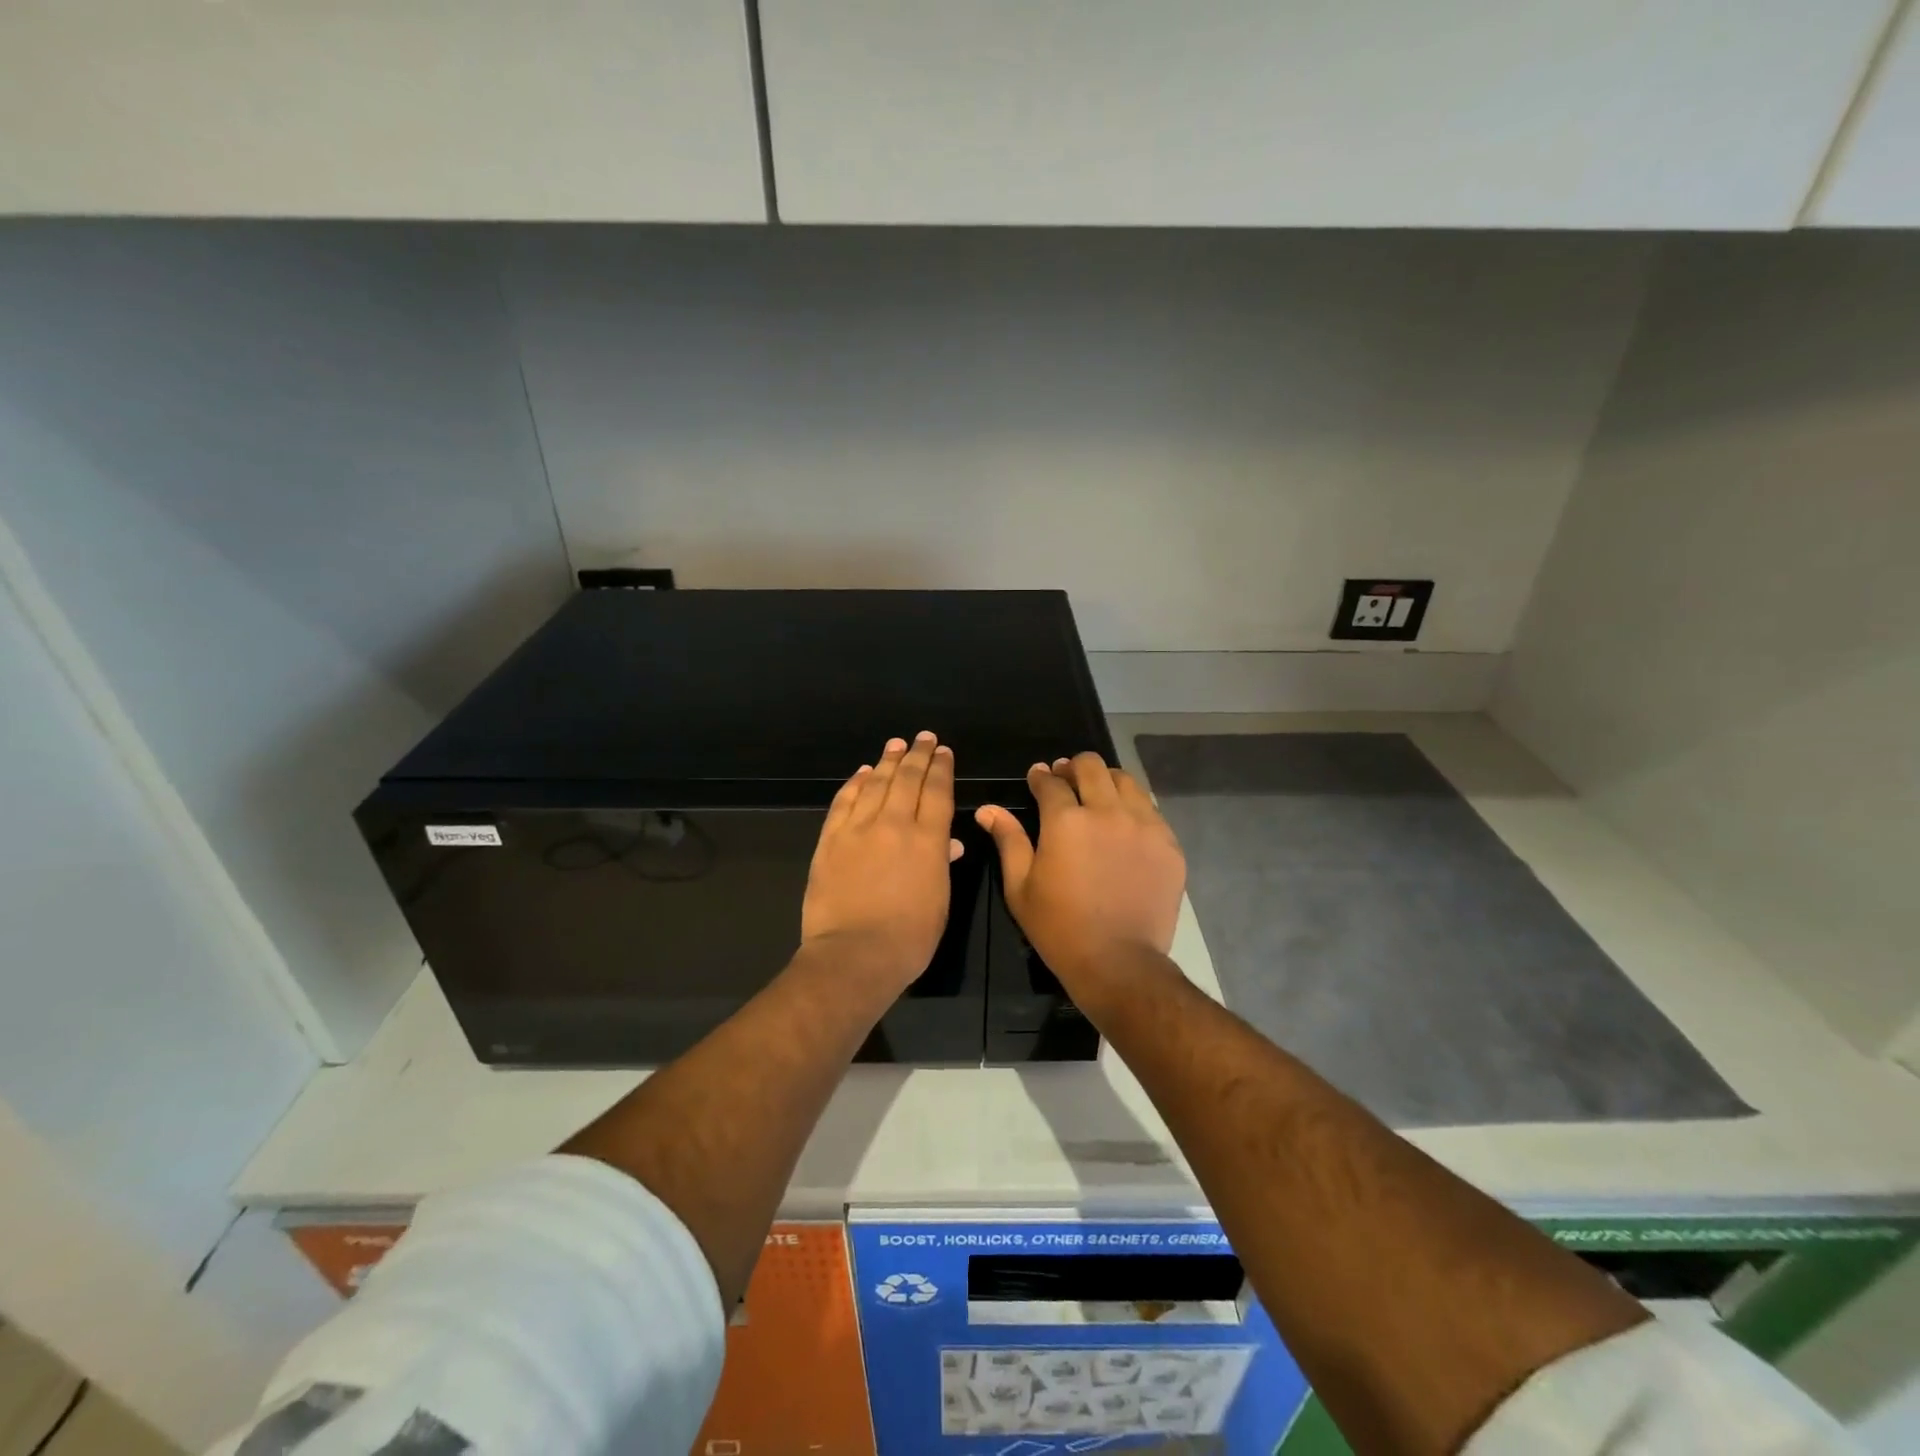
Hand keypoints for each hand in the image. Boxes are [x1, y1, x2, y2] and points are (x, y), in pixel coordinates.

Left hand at [801, 732, 962, 989]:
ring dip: (888, 761)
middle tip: (924, 738)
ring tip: (896, 745)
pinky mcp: (831, 840)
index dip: (941, 768)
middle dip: (918, 754)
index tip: (943, 751)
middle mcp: (895, 824)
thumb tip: (950, 842)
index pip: (938, 792)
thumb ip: (942, 865)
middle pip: (908, 779)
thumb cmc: (909, 938)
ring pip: (876, 783)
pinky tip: (863, 773)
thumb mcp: (939, 902)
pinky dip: (855, 784)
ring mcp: (859, 829)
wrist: (854, 955)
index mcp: (929, 840)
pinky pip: (844, 802)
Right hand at [976, 753, 1185, 986]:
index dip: (1040, 776)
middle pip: (1092, 767)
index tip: (1037, 777)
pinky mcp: (1168, 844)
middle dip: (1073, 767)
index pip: (1051, 782)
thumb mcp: (1020, 887)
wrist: (1119, 963)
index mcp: (1066, 821)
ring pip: (1126, 781)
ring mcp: (1144, 826)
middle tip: (1066, 779)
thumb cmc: (1059, 928)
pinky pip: (1150, 810)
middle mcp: (1107, 812)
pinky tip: (1124, 825)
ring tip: (1098, 795)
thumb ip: (1008, 840)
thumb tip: (988, 809)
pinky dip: (1133, 808)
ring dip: (1106, 781)